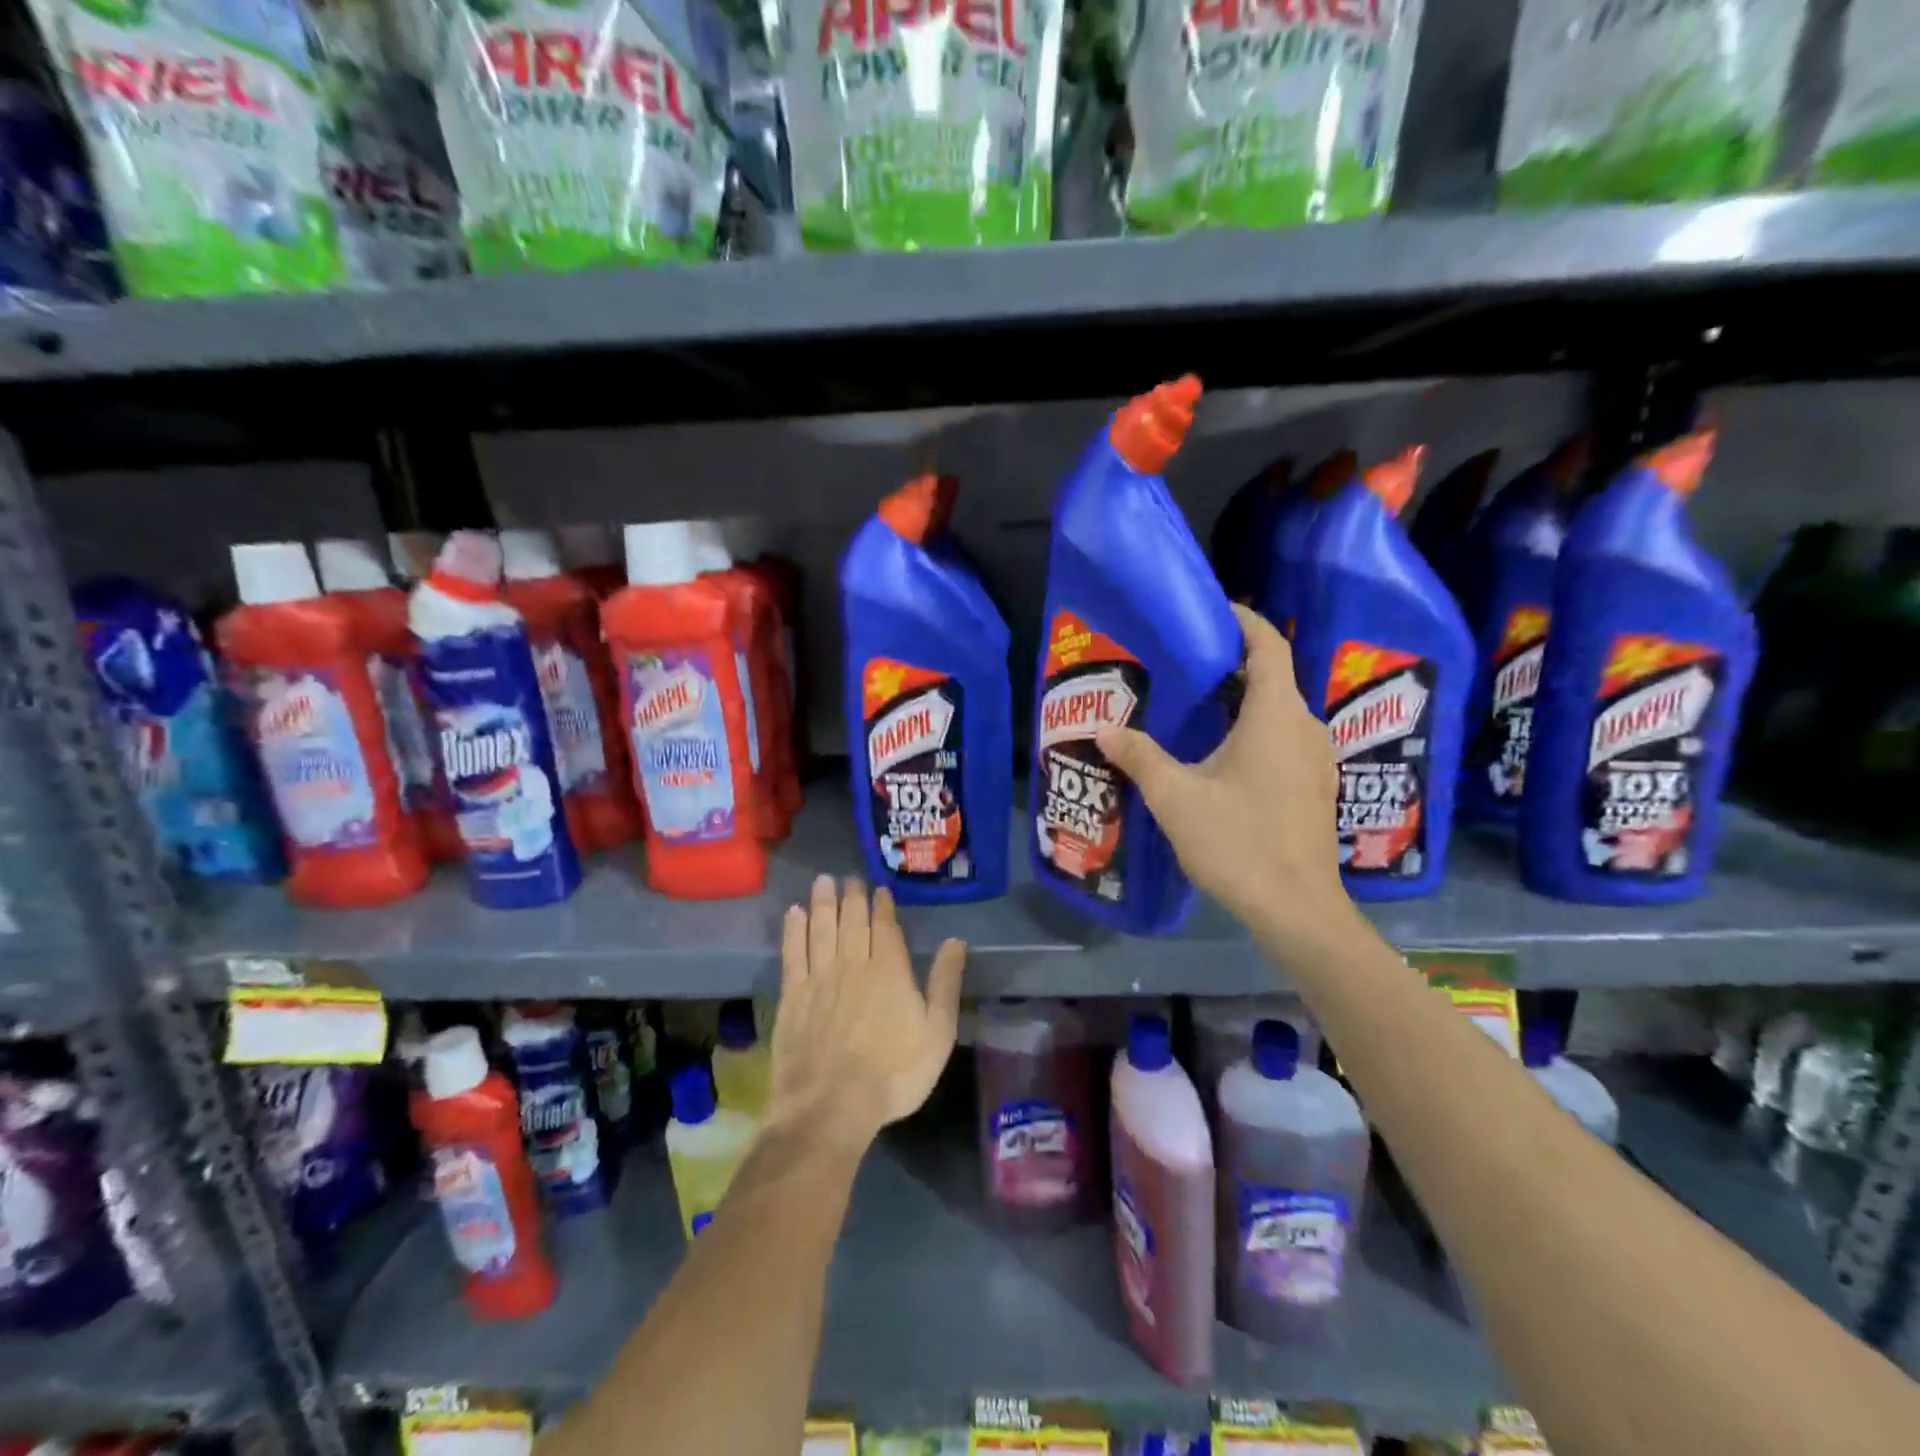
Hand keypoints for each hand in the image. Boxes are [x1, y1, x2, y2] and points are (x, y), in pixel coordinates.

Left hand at [768, 876, 965, 1152]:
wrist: (831, 1105)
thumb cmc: (894, 1073)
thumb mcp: (937, 1033)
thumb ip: (945, 983)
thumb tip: (956, 940)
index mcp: (889, 970)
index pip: (885, 927)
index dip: (882, 906)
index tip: (878, 889)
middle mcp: (853, 964)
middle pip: (851, 921)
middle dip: (851, 897)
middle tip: (849, 878)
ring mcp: (819, 978)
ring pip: (821, 928)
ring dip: (823, 902)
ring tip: (823, 881)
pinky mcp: (793, 996)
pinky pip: (793, 952)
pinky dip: (793, 930)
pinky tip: (794, 913)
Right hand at [1098, 604, 1354, 956]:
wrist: (1297, 909)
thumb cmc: (1238, 843)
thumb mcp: (1176, 797)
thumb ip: (1140, 757)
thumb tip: (1105, 729)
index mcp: (1276, 716)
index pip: (1267, 646)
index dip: (1243, 621)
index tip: (1211, 611)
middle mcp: (1305, 727)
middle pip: (1273, 676)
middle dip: (1232, 663)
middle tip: (1184, 664)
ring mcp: (1317, 758)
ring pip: (1279, 710)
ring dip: (1243, 700)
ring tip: (1195, 706)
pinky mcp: (1316, 785)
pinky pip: (1285, 737)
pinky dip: (1255, 729)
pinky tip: (1222, 753)